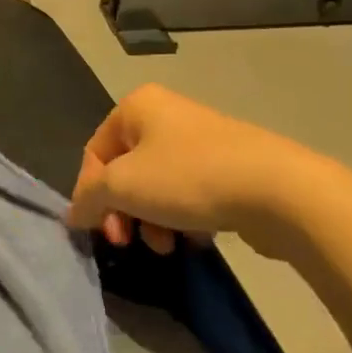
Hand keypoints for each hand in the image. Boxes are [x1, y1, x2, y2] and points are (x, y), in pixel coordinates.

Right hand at [66, 85, 329, 258]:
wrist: (278, 190)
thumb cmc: (188, 177)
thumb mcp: (123, 186)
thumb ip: (89, 198)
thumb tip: (73, 213)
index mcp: (137, 106)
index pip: (95, 152)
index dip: (90, 193)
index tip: (100, 230)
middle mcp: (166, 114)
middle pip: (125, 170)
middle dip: (124, 211)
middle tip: (129, 241)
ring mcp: (200, 139)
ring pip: (157, 185)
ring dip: (152, 220)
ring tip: (167, 246)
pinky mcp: (229, 166)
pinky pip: (189, 192)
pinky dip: (183, 217)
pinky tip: (195, 239)